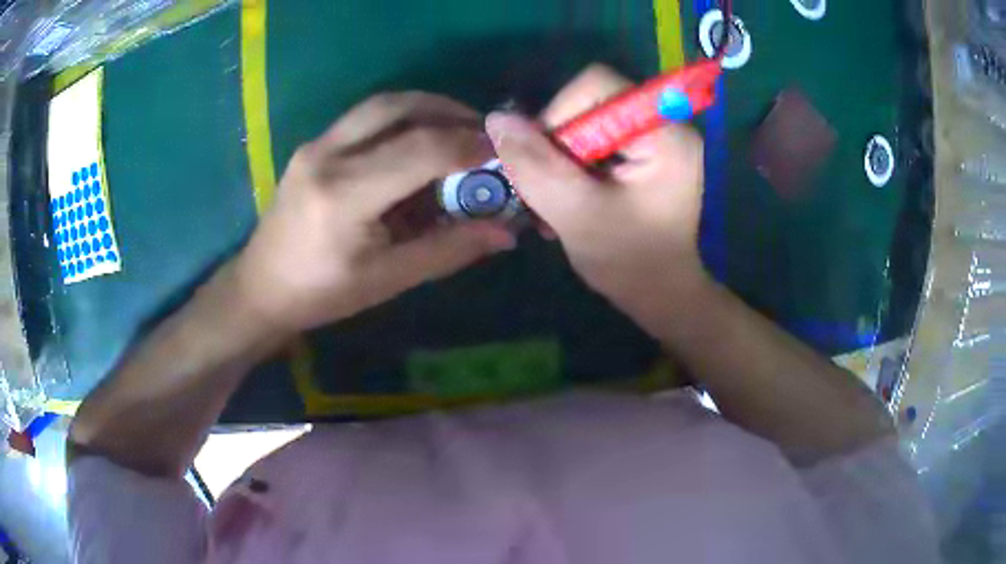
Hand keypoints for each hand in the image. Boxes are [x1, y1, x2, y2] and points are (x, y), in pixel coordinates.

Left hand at [235, 92, 515, 331]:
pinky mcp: (312, 146)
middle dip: (450, 111)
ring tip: (457, 128)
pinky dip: (401, 118)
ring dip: (426, 107)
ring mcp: (315, 145)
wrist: (261, 288)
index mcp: (345, 194)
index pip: (420, 149)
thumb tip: (505, 232)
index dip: (468, 145)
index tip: (501, 151)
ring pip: (381, 104)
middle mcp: (327, 155)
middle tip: (483, 130)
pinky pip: (364, 118)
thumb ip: (448, 249)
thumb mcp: (388, 280)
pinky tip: (417, 140)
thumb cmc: (322, 294)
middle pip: (399, 107)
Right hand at [485, 65, 708, 331]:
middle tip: (547, 187)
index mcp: (665, 133)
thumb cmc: (630, 262)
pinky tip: (569, 197)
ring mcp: (658, 138)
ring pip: (588, 121)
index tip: (548, 161)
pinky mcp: (647, 153)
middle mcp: (666, 124)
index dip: (560, 113)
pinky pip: (598, 140)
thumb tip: (497, 119)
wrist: (661, 295)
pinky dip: (575, 165)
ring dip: (562, 158)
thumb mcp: (576, 214)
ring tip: (556, 199)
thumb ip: (535, 165)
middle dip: (559, 143)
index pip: (598, 85)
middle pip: (591, 102)